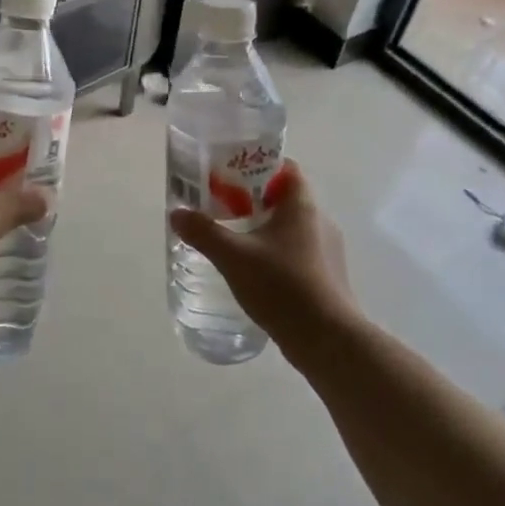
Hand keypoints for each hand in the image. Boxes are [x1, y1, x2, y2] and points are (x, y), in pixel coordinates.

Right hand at [168, 161, 358, 356]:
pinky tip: (254, 272)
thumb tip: (177, 213)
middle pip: (285, 197)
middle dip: (253, 199)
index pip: (286, 167)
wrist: (327, 341)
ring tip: (233, 239)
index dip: (258, 164)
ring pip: (290, 227)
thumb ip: (204, 232)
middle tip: (221, 207)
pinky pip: (297, 252)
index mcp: (302, 206)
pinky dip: (275, 253)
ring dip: (263, 228)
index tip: (230, 173)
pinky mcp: (326, 277)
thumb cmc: (283, 286)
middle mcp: (320, 221)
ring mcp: (327, 251)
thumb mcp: (233, 256)